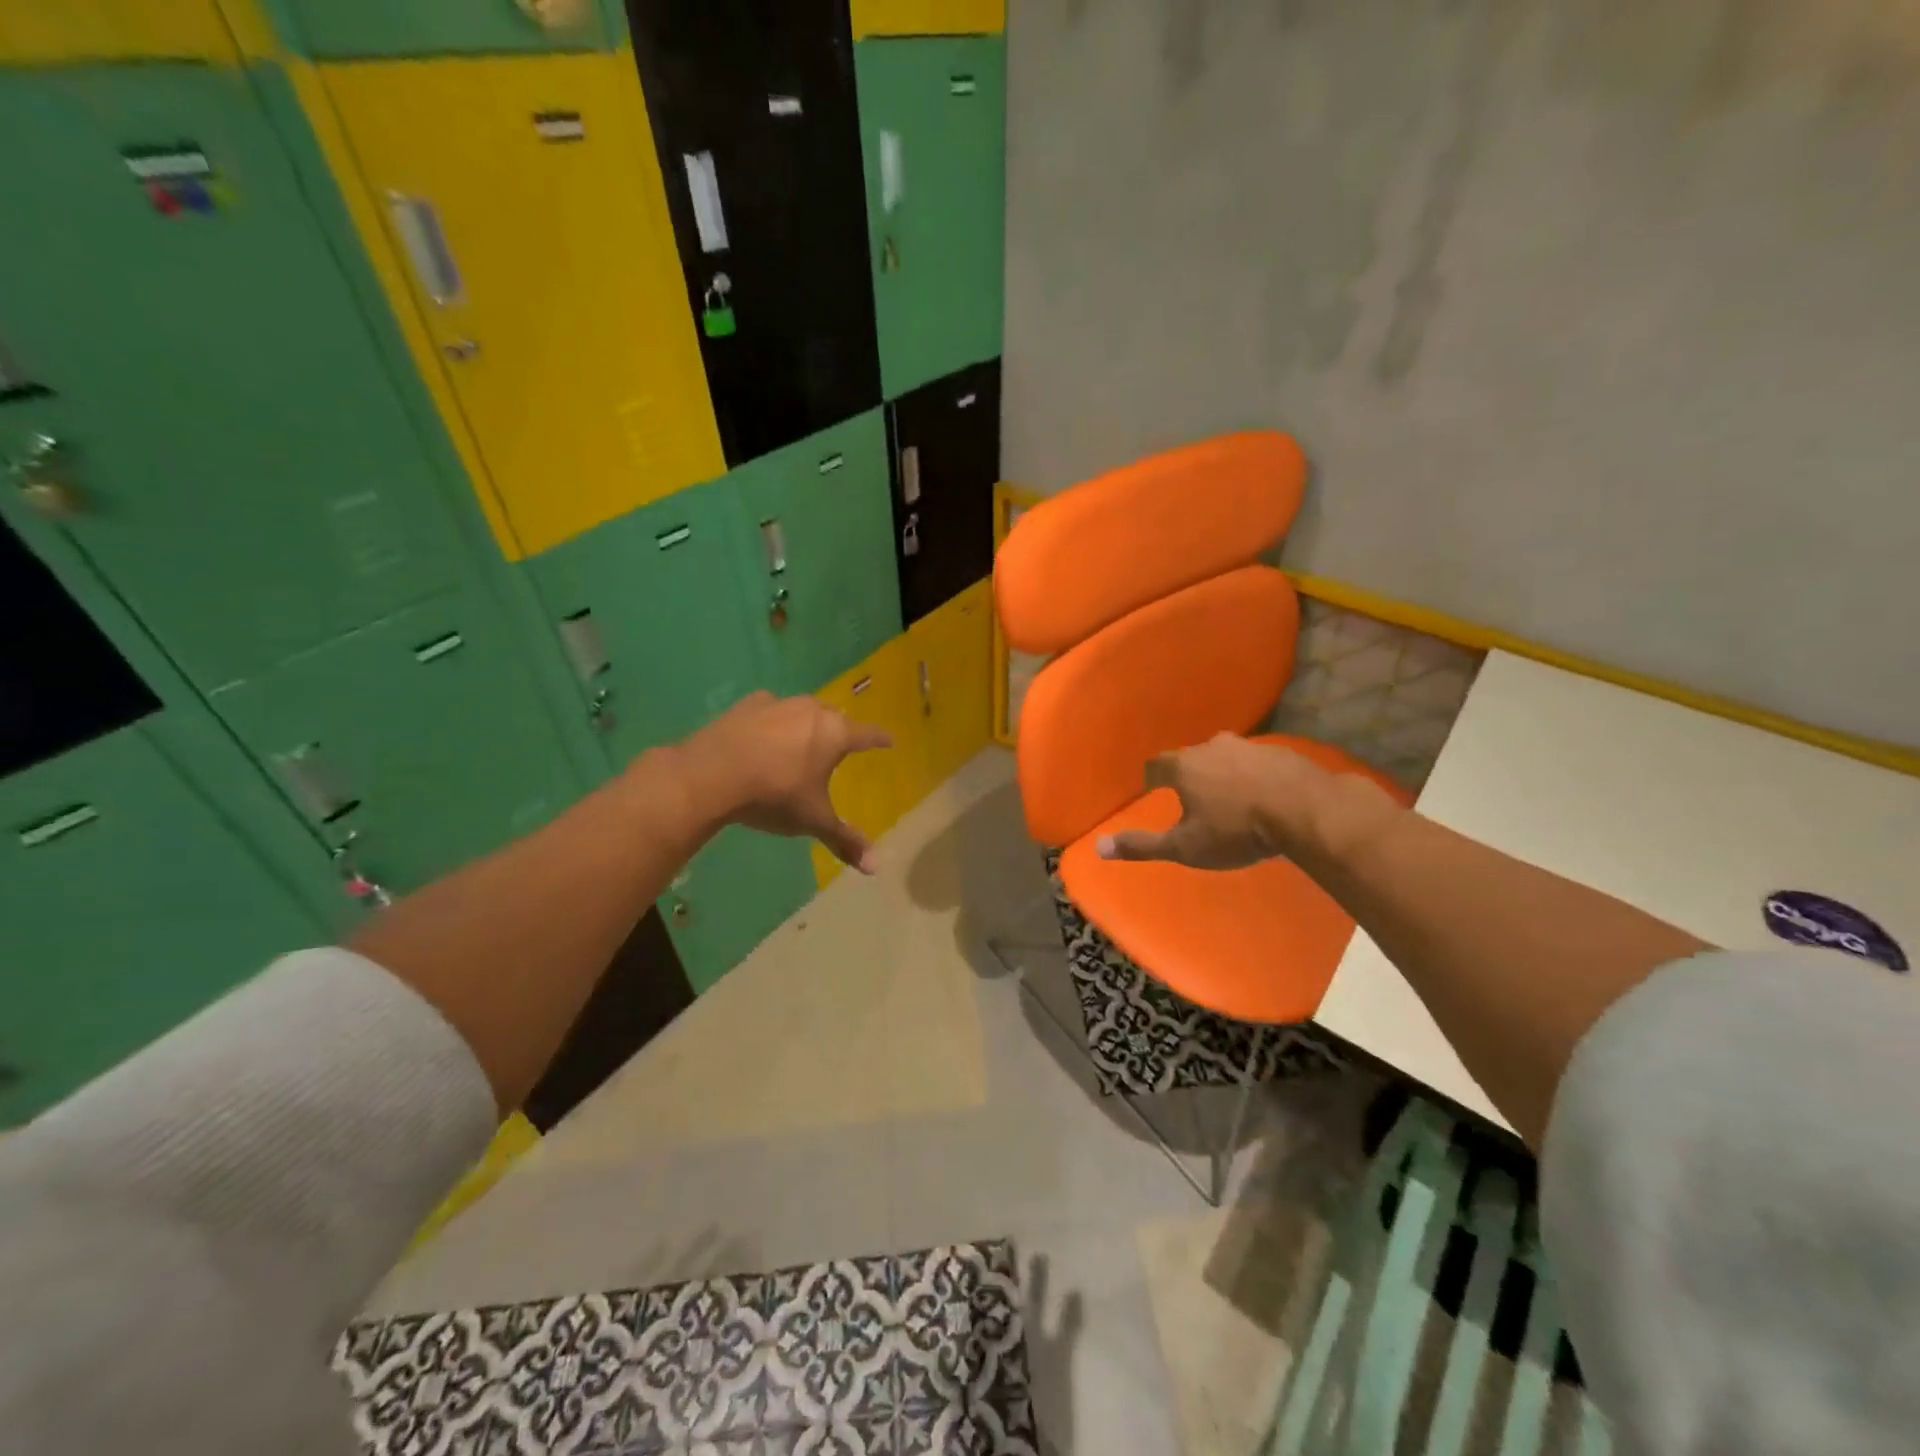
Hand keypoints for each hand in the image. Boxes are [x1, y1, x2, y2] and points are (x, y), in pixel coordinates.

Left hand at [678, 692, 891, 871]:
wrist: (711, 774)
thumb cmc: (774, 795)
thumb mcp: (813, 821)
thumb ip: (844, 840)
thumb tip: (875, 868)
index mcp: (835, 734)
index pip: (868, 735)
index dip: (880, 740)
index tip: (889, 741)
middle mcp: (811, 711)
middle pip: (835, 718)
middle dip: (841, 731)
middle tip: (841, 747)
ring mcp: (778, 704)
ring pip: (803, 711)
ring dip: (807, 725)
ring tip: (803, 743)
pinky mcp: (747, 706)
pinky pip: (770, 712)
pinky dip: (774, 723)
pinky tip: (764, 738)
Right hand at [1097, 733, 1353, 869]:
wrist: (1306, 811)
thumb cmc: (1236, 831)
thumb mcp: (1185, 847)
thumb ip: (1142, 846)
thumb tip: (1099, 847)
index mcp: (1184, 767)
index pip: (1157, 765)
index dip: (1153, 778)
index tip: (1154, 790)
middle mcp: (1212, 747)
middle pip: (1192, 758)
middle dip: (1190, 775)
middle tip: (1195, 799)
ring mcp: (1250, 746)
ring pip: (1227, 757)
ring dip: (1225, 774)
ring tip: (1232, 799)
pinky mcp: (1282, 752)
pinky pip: (1259, 763)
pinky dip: (1256, 776)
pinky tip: (1267, 796)